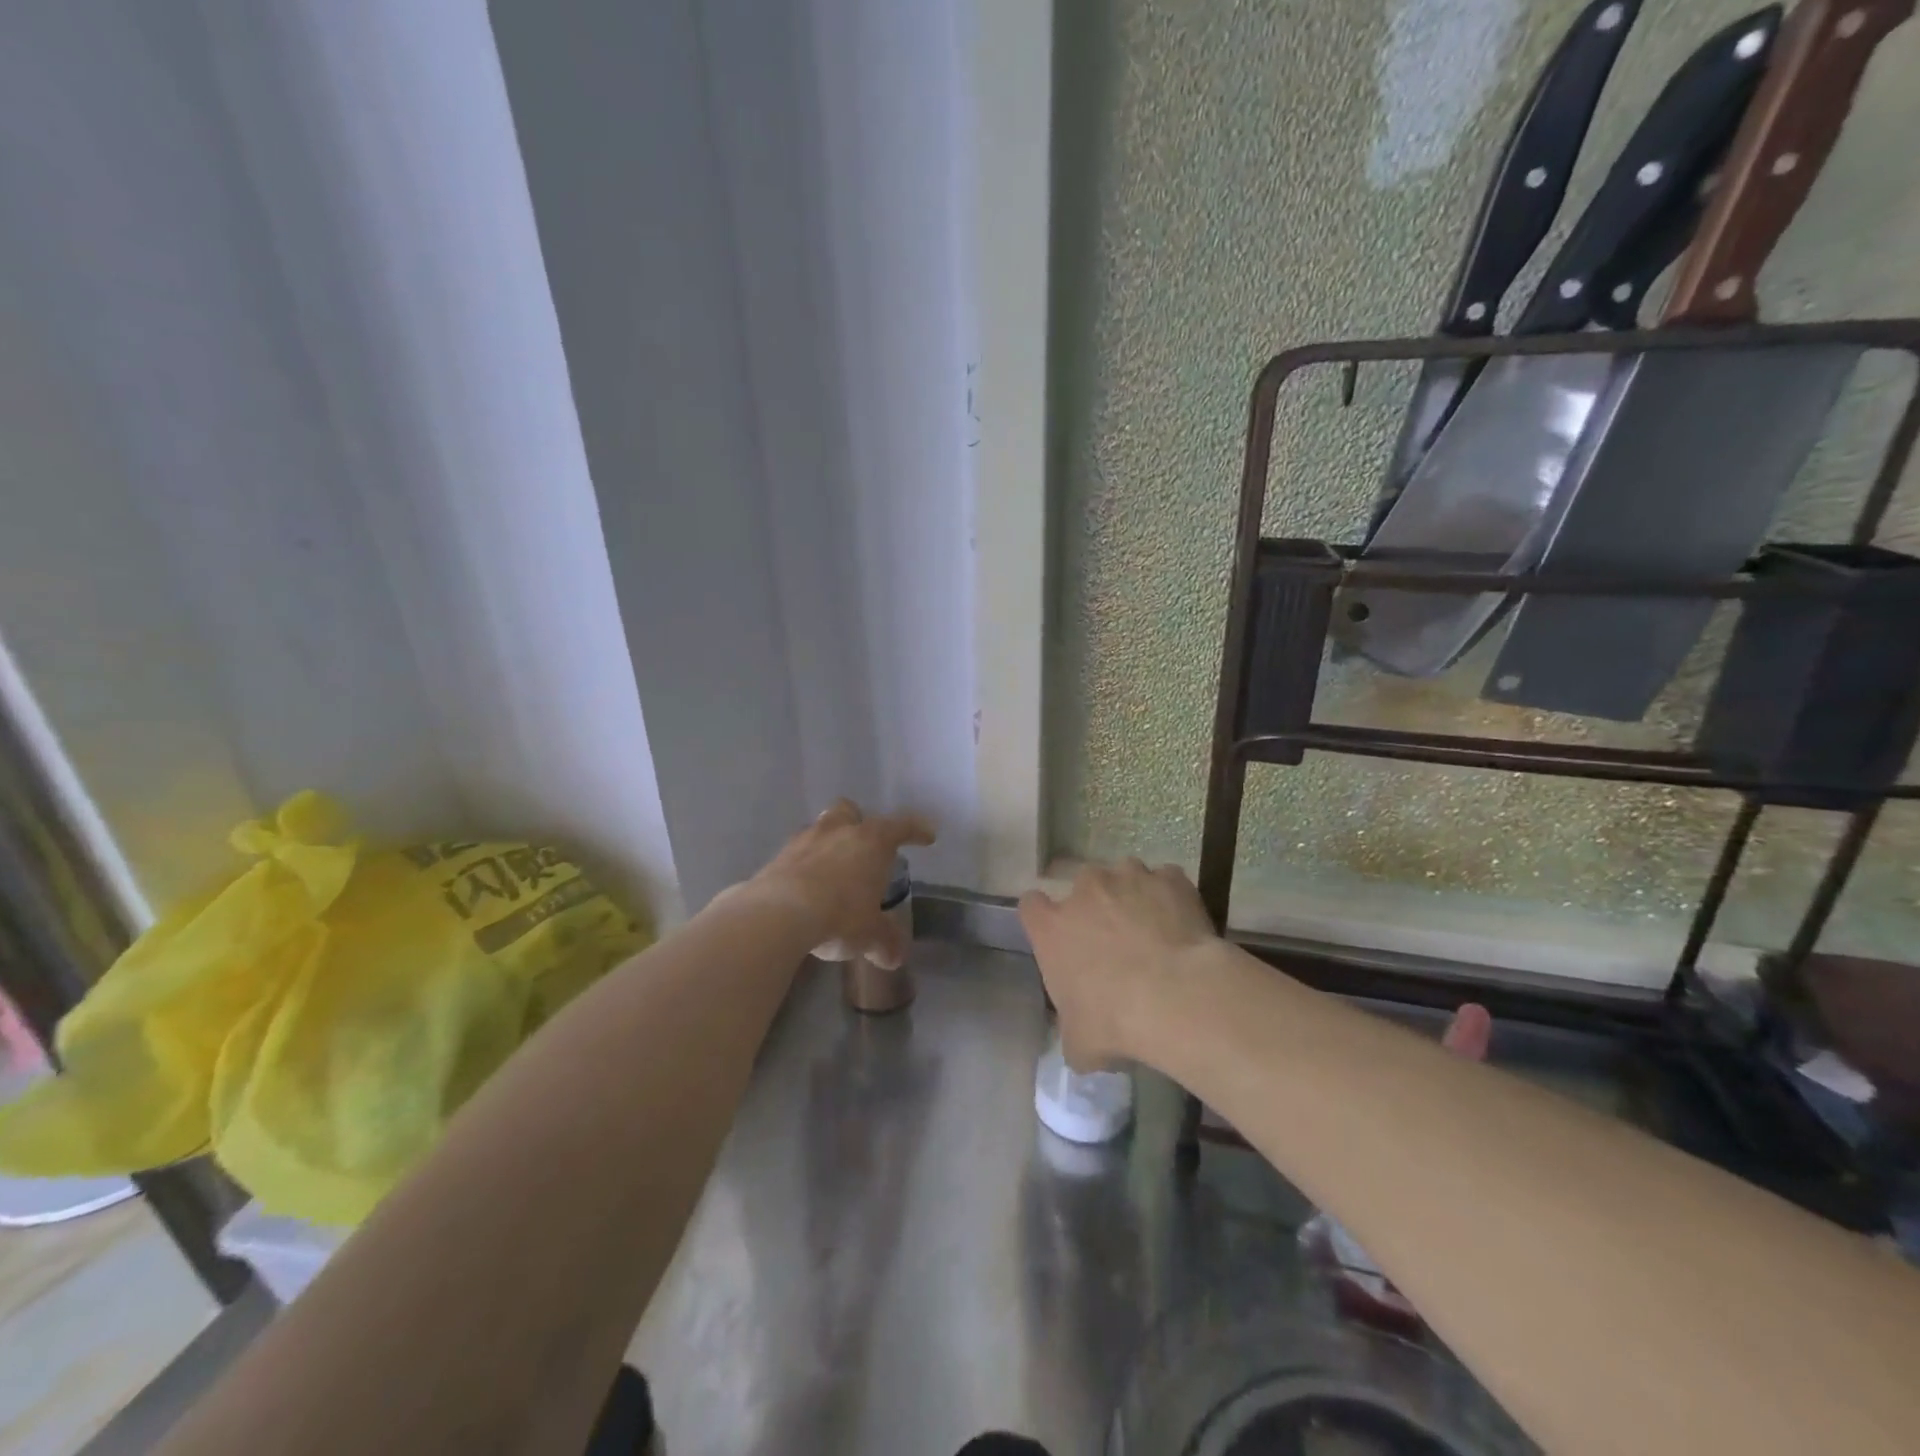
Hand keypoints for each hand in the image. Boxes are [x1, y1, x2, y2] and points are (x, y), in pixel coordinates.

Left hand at [747, 800, 934, 968]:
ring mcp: (803, 840)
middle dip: (858, 823)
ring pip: (820, 829)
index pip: (901, 826)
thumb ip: (885, 941)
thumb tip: (894, 957)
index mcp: (871, 841)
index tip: (927, 836)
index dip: (916, 830)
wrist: (776, 915)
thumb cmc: (839, 915)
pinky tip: (805, 888)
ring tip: (832, 870)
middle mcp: (838, 831)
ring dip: (828, 843)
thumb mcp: (870, 934)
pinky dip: (803, 865)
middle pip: (850, 811)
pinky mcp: (776, 857)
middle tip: (864, 845)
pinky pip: (796, 854)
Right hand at [1019, 859, 1217, 1070]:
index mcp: (1051, 926)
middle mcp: (1085, 890)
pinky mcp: (1170, 879)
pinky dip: (1170, 898)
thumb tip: (1083, 1033)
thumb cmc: (1115, 1022)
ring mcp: (1129, 877)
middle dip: (1095, 907)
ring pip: (1125, 877)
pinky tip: (1183, 926)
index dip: (1045, 920)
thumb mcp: (1078, 1043)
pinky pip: (1166, 882)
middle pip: (1082, 887)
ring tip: (1152, 930)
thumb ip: (1071, 1027)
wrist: (1178, 996)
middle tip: (1115, 941)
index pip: (1031, 906)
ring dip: (1132, 897)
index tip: (1060, 938)